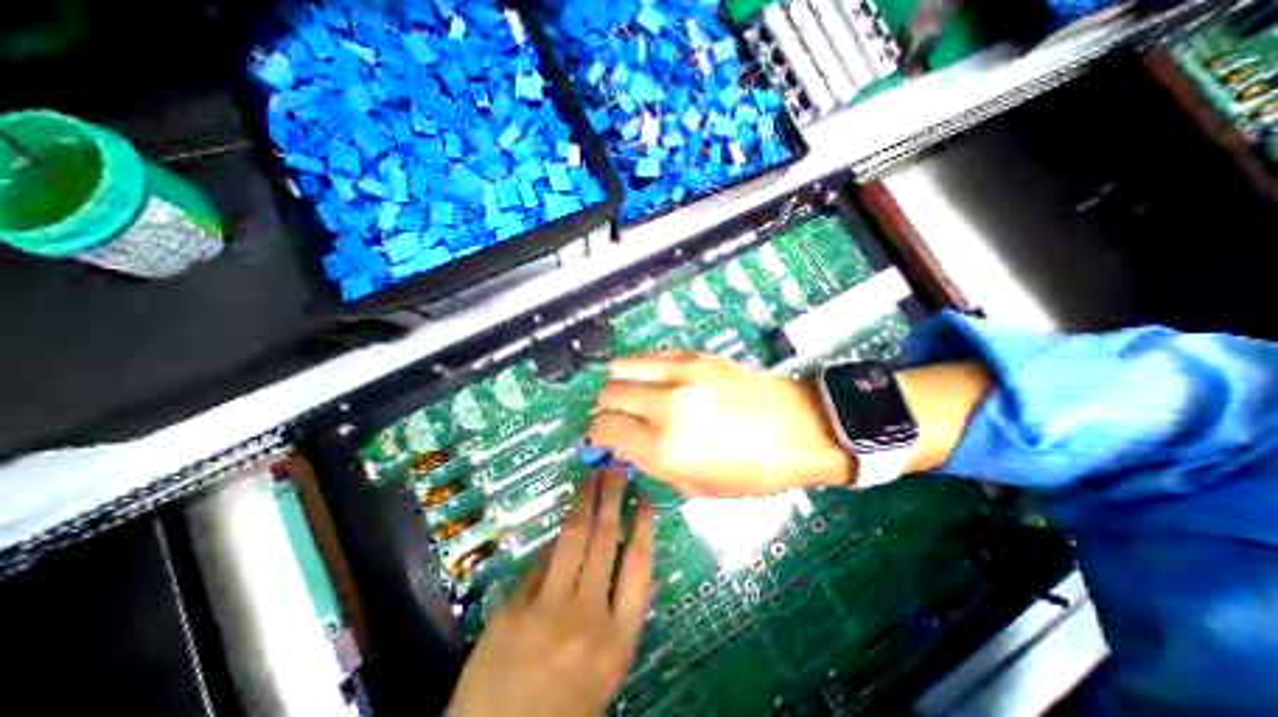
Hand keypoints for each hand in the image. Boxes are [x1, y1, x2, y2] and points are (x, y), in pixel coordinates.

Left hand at [445, 468, 650, 715]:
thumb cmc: (564, 711)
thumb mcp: (605, 669)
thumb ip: (614, 614)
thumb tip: (615, 558)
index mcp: (617, 640)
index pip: (638, 567)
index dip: (644, 527)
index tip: (646, 498)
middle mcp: (587, 616)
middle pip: (604, 540)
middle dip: (612, 498)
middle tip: (616, 468)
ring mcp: (546, 608)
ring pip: (572, 538)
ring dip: (584, 501)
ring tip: (592, 476)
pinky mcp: (512, 607)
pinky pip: (540, 560)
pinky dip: (554, 538)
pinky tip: (564, 519)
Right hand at [582, 351, 850, 496]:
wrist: (799, 428)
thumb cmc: (752, 470)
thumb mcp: (697, 486)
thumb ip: (650, 464)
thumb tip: (621, 446)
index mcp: (666, 445)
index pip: (603, 429)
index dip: (596, 437)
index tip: (602, 440)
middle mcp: (666, 404)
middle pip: (607, 394)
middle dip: (605, 411)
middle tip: (619, 421)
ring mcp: (681, 372)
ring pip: (621, 367)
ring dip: (619, 385)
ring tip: (633, 398)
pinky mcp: (695, 355)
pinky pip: (649, 355)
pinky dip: (641, 369)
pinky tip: (654, 382)